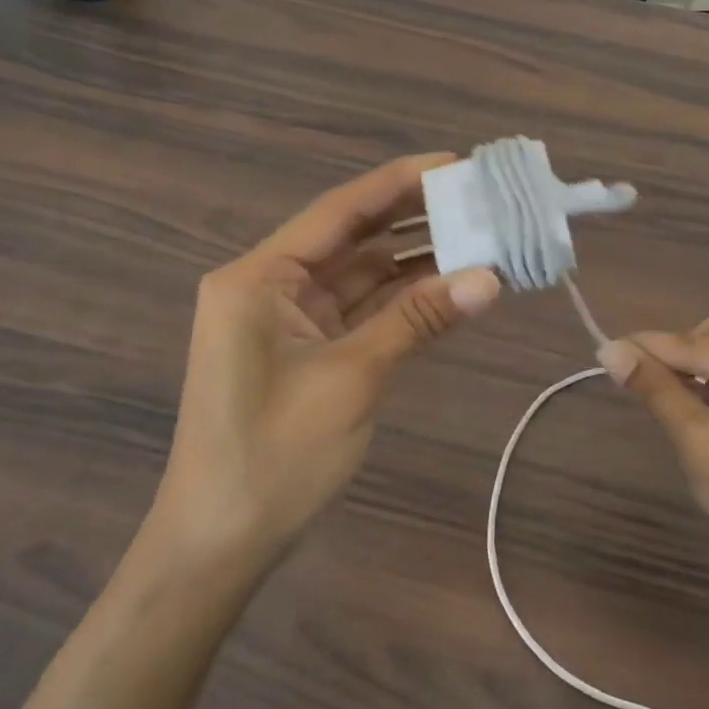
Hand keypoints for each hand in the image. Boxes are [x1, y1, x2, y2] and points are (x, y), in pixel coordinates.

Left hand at [145, 154, 500, 566]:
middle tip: (478, 199)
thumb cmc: (273, 457)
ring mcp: (288, 318)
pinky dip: (402, 299)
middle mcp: (270, 285)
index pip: (340, 211)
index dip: (399, 182)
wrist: (218, 545)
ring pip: (362, 274)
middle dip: (413, 218)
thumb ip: (418, 320)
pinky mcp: (306, 349)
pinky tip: (449, 285)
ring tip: (479, 237)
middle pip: (352, 236)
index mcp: (259, 277)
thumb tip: (490, 278)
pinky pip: (361, 309)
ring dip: (414, 260)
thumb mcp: (351, 379)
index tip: (455, 163)